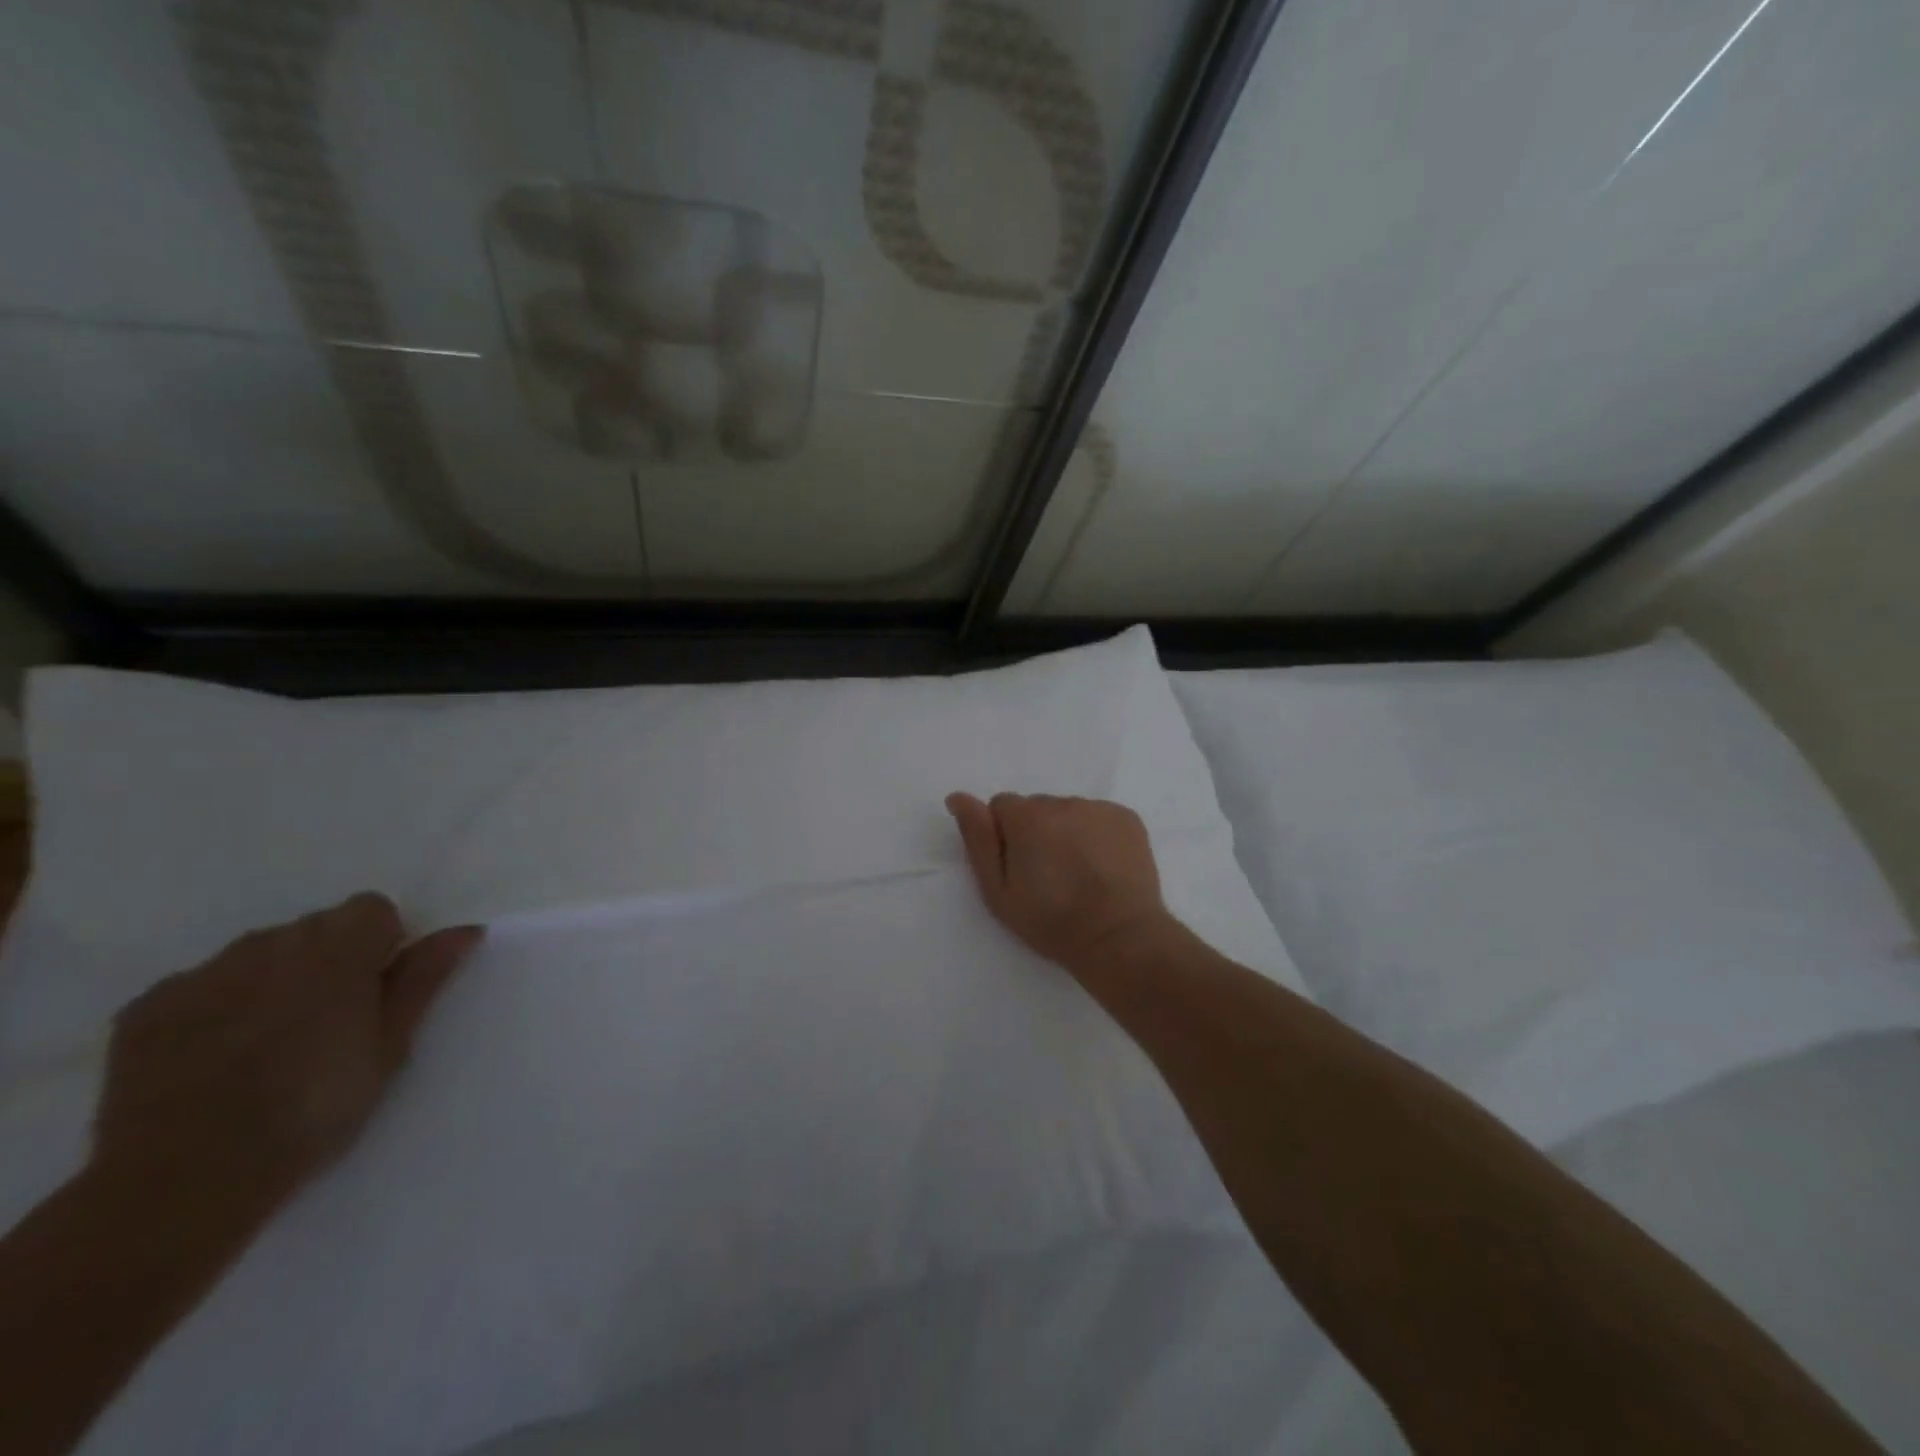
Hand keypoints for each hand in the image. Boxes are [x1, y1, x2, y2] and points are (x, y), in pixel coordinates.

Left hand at [94, 894, 482, 1210]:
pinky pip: (201, 987)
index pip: (372, 908)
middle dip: (330, 960)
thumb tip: (466, 929)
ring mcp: (201, 975)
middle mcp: (268, 945)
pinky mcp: (146, 1008)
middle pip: (315, 927)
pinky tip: (217, 1057)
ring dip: (275, 980)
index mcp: (336, 950)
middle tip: (331, 1022)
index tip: (377, 991)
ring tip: (271, 1042)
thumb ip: (424, 978)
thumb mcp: (391, 1046)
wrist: (185, 1180)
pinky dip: (217, 1007)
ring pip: (258, 954)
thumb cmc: (314, 1109)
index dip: (383, 943)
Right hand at [945, 792, 1176, 974]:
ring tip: (1077, 874)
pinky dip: (1096, 834)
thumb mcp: (998, 891)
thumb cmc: (1051, 921)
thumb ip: (978, 839)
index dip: (1004, 835)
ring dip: (1066, 832)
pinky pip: (1099, 817)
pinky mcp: (1128, 818)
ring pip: (1069, 812)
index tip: (1017, 868)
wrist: (1119, 938)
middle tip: (1047, 875)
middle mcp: (1063, 802)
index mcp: (1026, 817)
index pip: (1001, 806)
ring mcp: (1099, 808)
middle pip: (1037, 808)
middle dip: (1036, 832)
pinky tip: (1102, 867)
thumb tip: (958, 797)